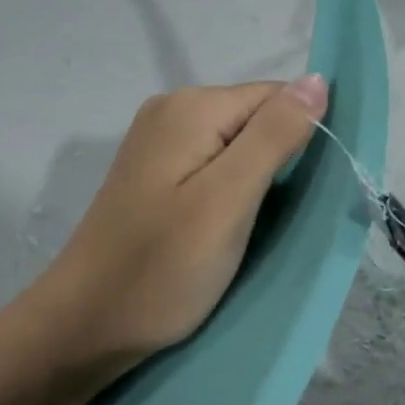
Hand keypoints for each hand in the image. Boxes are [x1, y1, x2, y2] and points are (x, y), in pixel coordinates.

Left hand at [30, 76, 328, 366]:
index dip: (303, 136)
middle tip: (281, 216)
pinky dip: (232, 189)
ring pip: (236, 144)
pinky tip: (229, 223)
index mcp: (192, 107)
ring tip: (257, 225)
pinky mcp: (154, 173)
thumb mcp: (229, 200)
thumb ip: (274, 135)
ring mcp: (158, 141)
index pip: (276, 96)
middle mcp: (172, 110)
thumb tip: (318, 78)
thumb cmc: (162, 267)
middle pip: (255, 117)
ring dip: (258, 178)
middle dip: (280, 159)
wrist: (86, 326)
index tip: (310, 190)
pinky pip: (212, 163)